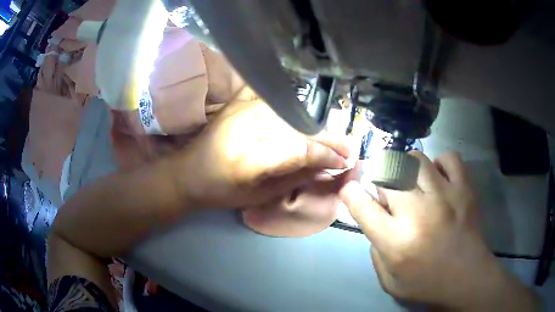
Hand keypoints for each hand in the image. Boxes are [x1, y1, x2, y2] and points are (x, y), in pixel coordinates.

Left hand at [174, 91, 350, 208]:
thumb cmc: (220, 192)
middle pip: (299, 127)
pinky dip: (288, 97)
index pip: (300, 149)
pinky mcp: (238, 101)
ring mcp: (242, 109)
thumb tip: (326, 169)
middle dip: (328, 139)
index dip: (326, 155)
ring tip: (331, 136)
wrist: (188, 173)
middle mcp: (248, 126)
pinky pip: (269, 93)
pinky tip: (304, 106)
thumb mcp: (258, 196)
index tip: (344, 162)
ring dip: (314, 124)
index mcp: (249, 158)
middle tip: (347, 148)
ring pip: (291, 111)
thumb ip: (294, 179)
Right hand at [340, 151, 538, 309]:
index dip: (351, 193)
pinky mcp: (464, 189)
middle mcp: (418, 213)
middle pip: (387, 174)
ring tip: (411, 181)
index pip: (362, 206)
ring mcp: (444, 196)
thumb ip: (375, 252)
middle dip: (379, 178)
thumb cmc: (428, 284)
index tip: (351, 190)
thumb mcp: (390, 281)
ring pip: (415, 160)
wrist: (468, 279)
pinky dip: (440, 164)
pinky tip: (439, 178)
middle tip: (387, 191)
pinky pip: (449, 158)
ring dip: (406, 167)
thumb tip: (374, 222)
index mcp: (396, 241)